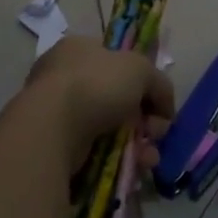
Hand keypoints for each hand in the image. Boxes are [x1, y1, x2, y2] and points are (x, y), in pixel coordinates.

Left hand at [25, 36, 174, 149]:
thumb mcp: (140, 69)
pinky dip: (118, 159)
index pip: (116, 61)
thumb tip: (164, 109)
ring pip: (110, 128)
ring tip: (149, 157)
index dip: (142, 82)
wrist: (53, 128)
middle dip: (143, 119)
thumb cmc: (95, 85)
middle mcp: (64, 77)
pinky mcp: (56, 144)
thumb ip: (159, 83)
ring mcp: (58, 112)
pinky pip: (96, 151)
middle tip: (155, 133)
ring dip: (136, 143)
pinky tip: (134, 168)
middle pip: (117, 99)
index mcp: (78, 49)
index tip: (157, 103)